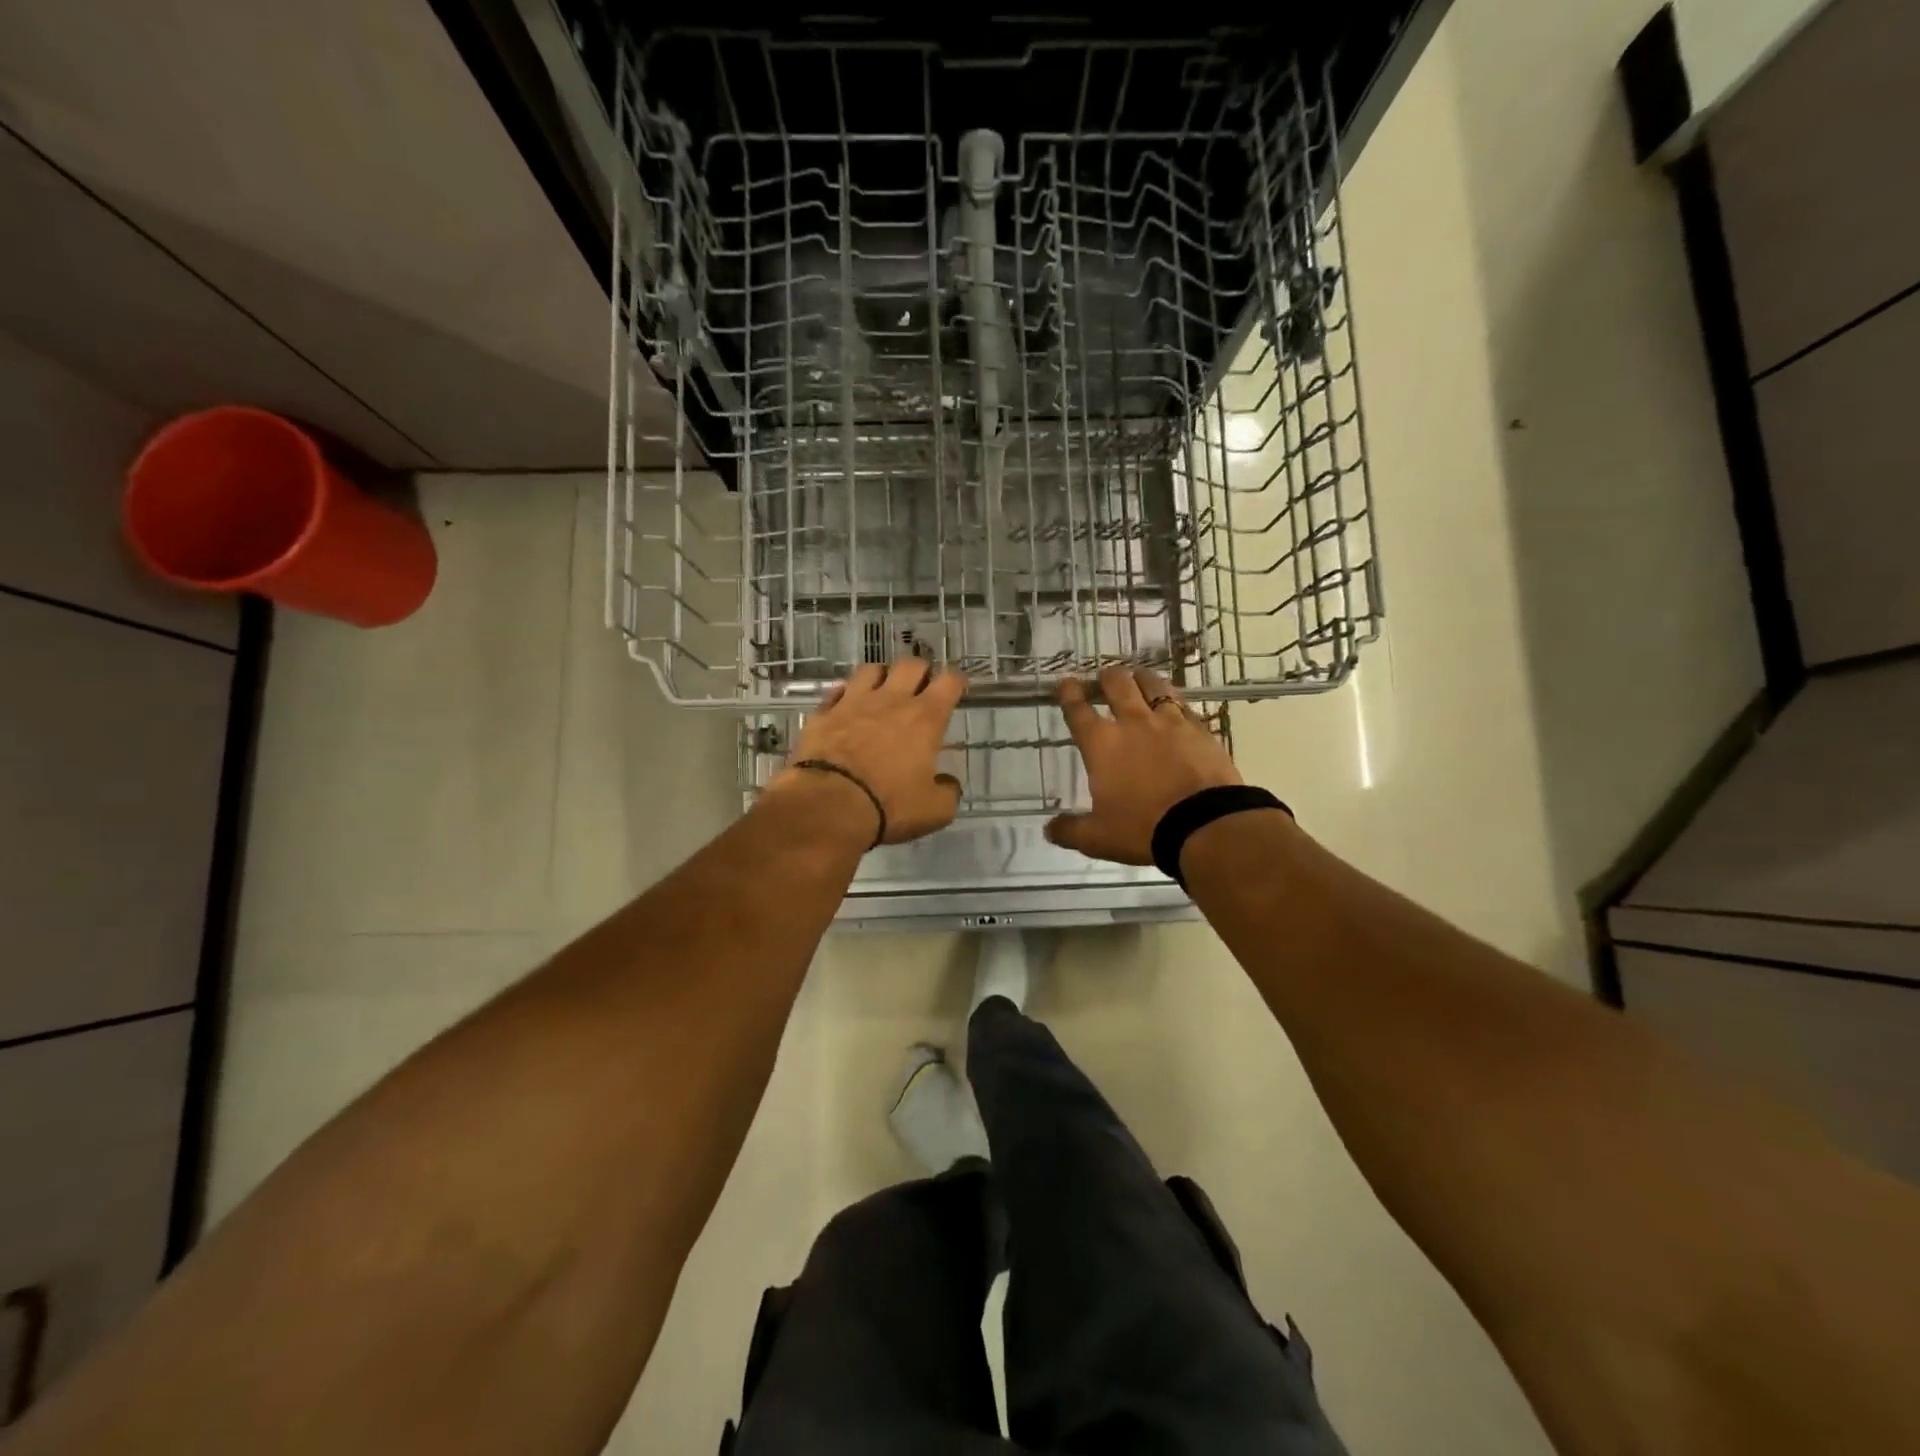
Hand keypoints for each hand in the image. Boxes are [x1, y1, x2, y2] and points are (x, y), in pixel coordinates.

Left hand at [764, 657, 966, 844]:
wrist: (828, 804)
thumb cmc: (888, 805)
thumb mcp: (934, 810)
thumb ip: (948, 792)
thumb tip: (947, 784)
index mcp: (925, 718)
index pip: (949, 682)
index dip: (957, 681)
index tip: (958, 688)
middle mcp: (891, 700)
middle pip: (911, 665)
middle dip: (921, 672)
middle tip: (922, 688)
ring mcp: (854, 702)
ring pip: (872, 669)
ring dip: (882, 676)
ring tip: (883, 690)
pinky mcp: (824, 713)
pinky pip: (837, 691)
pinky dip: (846, 695)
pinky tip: (847, 705)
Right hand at [1046, 666, 1241, 863]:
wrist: (1204, 825)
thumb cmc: (1142, 828)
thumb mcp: (1098, 838)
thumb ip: (1070, 831)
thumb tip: (1049, 830)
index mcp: (1101, 744)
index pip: (1077, 709)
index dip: (1068, 693)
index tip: (1065, 684)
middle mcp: (1132, 722)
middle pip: (1116, 683)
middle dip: (1106, 677)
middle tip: (1103, 680)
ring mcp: (1169, 721)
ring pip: (1153, 684)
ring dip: (1141, 678)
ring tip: (1138, 679)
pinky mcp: (1200, 728)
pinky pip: (1183, 705)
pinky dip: (1174, 701)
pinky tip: (1175, 706)